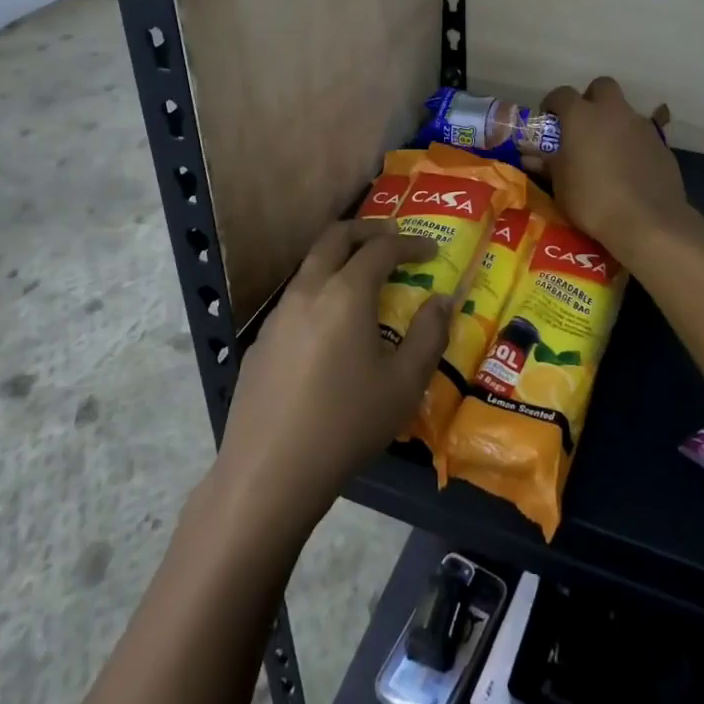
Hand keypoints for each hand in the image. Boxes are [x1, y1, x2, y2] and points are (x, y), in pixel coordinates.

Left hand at [210, 220, 446, 533]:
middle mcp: (308, 290)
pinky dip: (320, 291)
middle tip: (393, 238)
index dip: (410, 244)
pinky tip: (330, 328)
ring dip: (340, 258)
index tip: (432, 250)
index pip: (381, 248)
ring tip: (364, 278)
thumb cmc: (346, 425)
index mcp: (345, 293)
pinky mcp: (261, 341)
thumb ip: (429, 335)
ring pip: (310, 265)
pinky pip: (295, 298)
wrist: (269, 472)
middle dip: (367, 230)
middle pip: (335, 237)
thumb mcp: (404, 385)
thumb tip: (442, 300)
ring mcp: (278, 314)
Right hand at [541, 77, 693, 264]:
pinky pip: (642, 135)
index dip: (553, 103)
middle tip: (583, 124)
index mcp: (581, 115)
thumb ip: (547, 164)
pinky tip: (629, 169)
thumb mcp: (560, 185)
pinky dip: (633, 144)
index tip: (549, 119)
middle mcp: (613, 112)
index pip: (562, 94)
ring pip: (625, 111)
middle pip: (602, 86)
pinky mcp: (662, 145)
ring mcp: (641, 126)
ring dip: (614, 123)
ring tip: (606, 152)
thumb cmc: (592, 199)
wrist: (647, 221)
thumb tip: (531, 158)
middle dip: (591, 99)